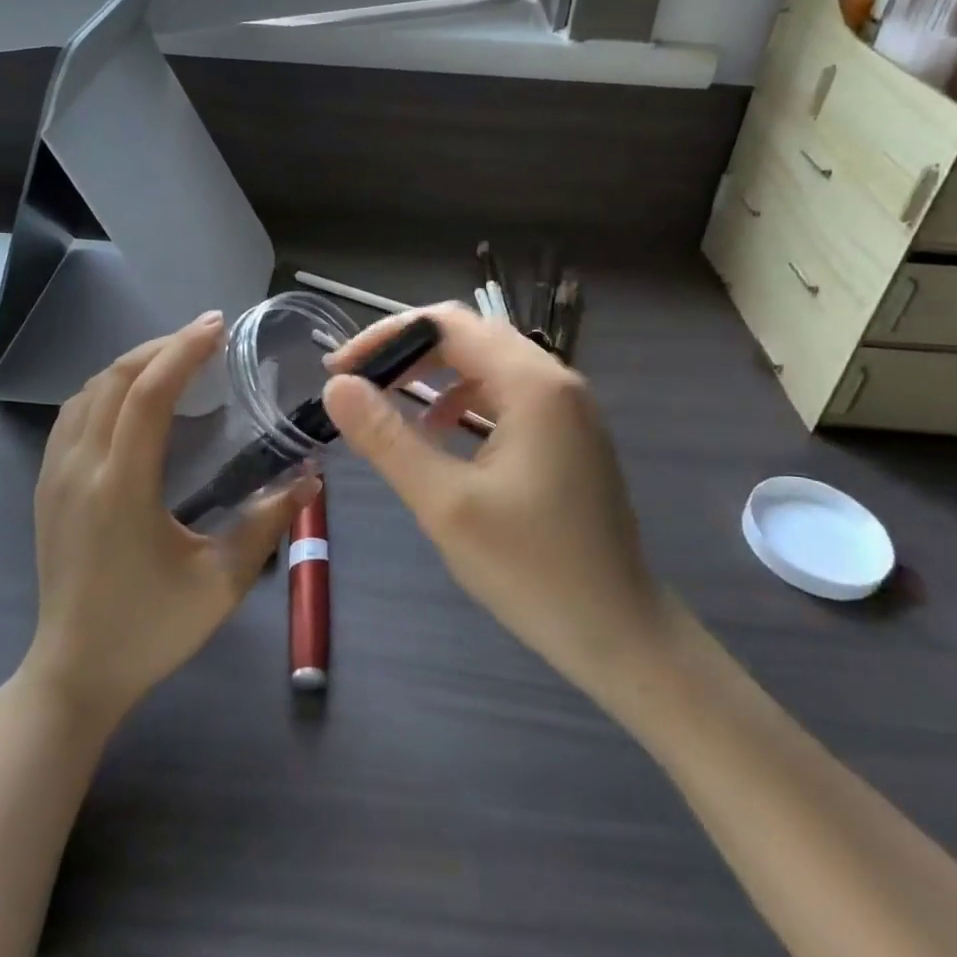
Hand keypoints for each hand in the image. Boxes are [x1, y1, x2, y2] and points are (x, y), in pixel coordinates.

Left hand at [25, 312, 316, 727]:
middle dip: (161, 347)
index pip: (147, 395)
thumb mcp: (222, 584)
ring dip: (132, 364)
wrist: (75, 675)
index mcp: (121, 488)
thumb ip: (266, 525)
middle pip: (114, 379)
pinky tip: (133, 398)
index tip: (217, 327)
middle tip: (206, 338)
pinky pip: (73, 415)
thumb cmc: (151, 630)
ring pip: (87, 392)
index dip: (182, 352)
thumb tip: (309, 477)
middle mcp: (81, 470)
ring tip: (175, 360)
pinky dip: (106, 388)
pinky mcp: (47, 487)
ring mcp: (55, 476)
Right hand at [322, 304, 666, 700]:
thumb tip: (337, 387)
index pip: (447, 324)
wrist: (619, 632)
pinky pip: (507, 394)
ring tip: (389, 405)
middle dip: (408, 352)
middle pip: (469, 335)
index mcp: (532, 383)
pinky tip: (441, 435)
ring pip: (488, 363)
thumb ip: (387, 437)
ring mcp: (568, 406)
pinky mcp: (569, 433)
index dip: (386, 336)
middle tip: (357, 383)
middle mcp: (555, 379)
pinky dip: (465, 400)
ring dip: (435, 375)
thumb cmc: (531, 569)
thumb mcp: (444, 503)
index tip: (339, 370)